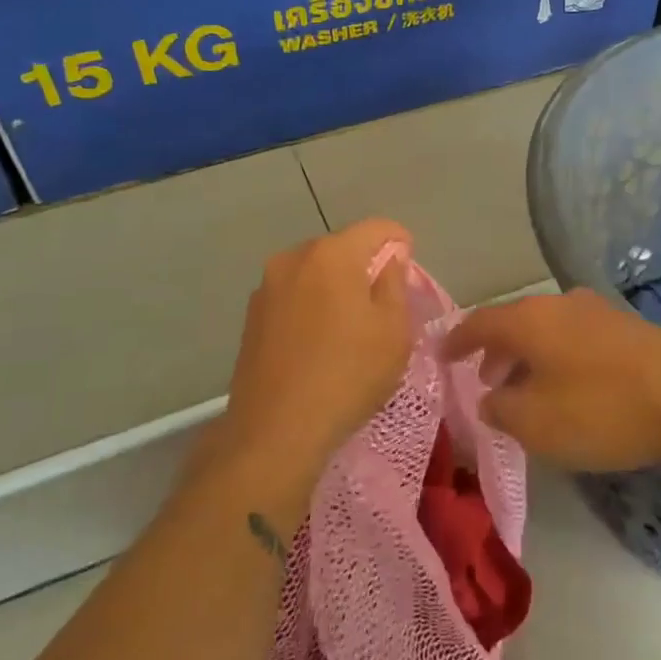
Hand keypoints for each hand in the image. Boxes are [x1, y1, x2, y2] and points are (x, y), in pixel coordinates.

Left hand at [221, 219, 414, 467]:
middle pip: (341, 248)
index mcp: (332, 254)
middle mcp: (294, 258)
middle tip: (384, 303)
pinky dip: (312, 307)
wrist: (275, 431)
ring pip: (314, 273)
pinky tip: (320, 343)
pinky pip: (293, 297)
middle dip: (365, 266)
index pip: (376, 228)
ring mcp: (267, 287)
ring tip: (351, 327)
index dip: (400, 242)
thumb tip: (389, 260)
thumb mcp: (393, 330)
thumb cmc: (348, 375)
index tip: (409, 268)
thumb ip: (395, 284)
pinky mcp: (251, 317)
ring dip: (336, 287)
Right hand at [442, 289, 660, 471]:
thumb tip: (489, 398)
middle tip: (484, 380)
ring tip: (524, 389)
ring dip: (528, 357)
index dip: (456, 341)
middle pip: (514, 322)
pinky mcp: (625, 327)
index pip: (478, 322)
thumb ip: (500, 409)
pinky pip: (574, 338)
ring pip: (546, 330)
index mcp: (528, 319)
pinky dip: (557, 358)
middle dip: (494, 351)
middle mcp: (558, 304)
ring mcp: (596, 311)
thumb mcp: (536, 423)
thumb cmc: (601, 409)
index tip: (441, 356)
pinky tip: (568, 388)